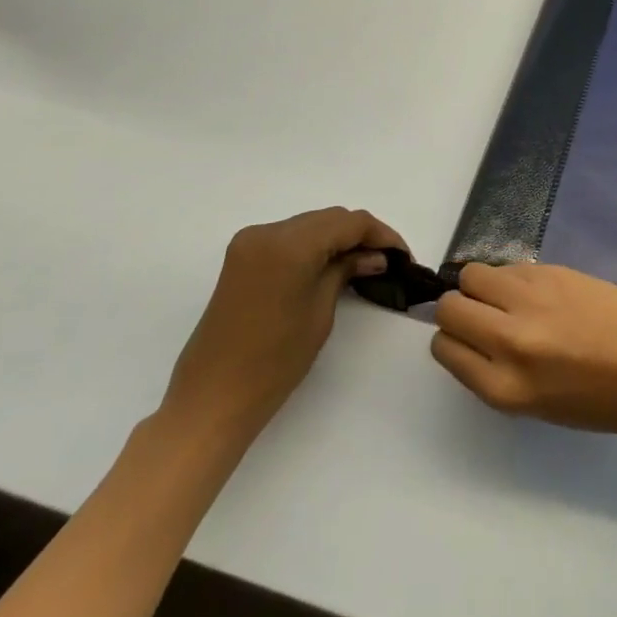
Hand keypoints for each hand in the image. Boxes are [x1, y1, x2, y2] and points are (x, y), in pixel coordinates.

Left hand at [160, 207, 406, 443]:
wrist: (212, 397)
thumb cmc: (274, 361)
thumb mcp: (321, 312)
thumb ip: (347, 271)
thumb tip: (374, 256)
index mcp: (289, 244)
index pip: (349, 222)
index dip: (382, 234)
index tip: (403, 256)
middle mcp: (267, 232)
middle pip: (329, 218)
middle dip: (361, 235)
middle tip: (388, 261)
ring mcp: (250, 242)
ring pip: (309, 225)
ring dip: (338, 238)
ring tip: (364, 263)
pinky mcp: (241, 257)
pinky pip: (289, 238)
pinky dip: (314, 245)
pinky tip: (332, 265)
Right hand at [431, 263, 616, 437]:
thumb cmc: (604, 402)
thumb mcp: (537, 405)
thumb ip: (497, 371)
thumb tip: (472, 336)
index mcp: (505, 388)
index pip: (444, 348)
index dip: (452, 341)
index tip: (467, 340)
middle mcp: (509, 340)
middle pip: (450, 307)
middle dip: (458, 310)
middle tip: (483, 317)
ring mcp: (532, 300)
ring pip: (472, 275)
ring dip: (480, 287)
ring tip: (508, 300)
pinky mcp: (554, 271)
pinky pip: (509, 266)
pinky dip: (511, 277)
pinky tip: (537, 292)